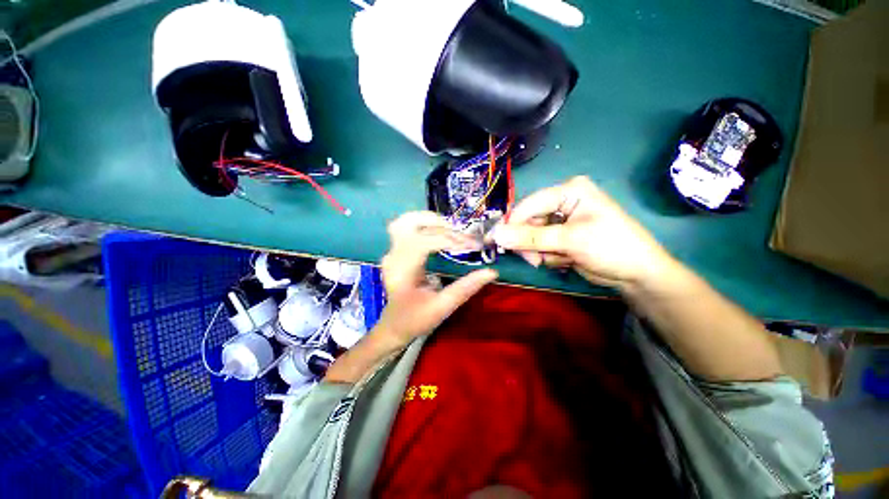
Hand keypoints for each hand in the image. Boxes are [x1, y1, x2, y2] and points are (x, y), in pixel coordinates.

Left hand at [375, 211, 497, 346]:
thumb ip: (465, 288)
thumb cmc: (416, 319)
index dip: (450, 240)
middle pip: (410, 224)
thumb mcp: (442, 308)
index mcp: (402, 271)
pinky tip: (441, 233)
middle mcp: (393, 256)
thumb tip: (491, 272)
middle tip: (461, 234)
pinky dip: (426, 226)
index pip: (424, 243)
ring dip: (430, 221)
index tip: (473, 246)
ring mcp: (392, 251)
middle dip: (438, 223)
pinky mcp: (397, 250)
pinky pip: (408, 228)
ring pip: (406, 221)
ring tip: (452, 230)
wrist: (394, 325)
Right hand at [492, 176, 673, 288]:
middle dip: (529, 242)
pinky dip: (546, 256)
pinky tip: (564, 261)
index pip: (529, 204)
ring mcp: (560, 221)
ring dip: (538, 251)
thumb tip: (496, 235)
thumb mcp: (571, 240)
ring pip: (531, 235)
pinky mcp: (559, 237)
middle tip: (535, 259)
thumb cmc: (611, 247)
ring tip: (556, 260)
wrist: (637, 275)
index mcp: (568, 191)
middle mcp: (561, 202)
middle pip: (528, 221)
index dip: (511, 222)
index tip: (495, 240)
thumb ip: (531, 237)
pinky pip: (539, 245)